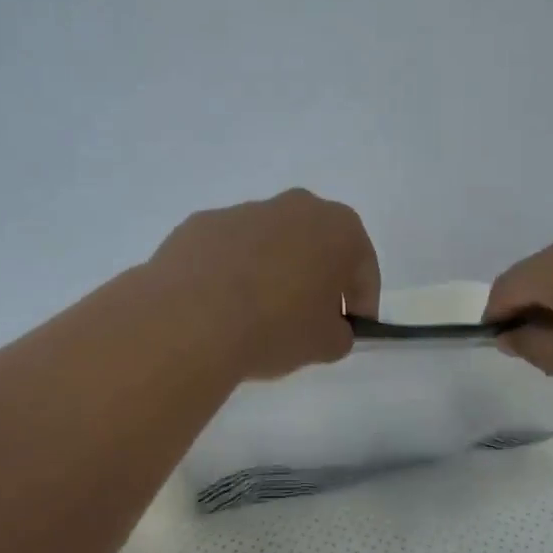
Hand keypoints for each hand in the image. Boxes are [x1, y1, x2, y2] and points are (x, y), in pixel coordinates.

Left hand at [149, 189, 380, 381]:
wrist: (190, 319)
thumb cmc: (275, 327)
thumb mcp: (325, 345)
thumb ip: (340, 332)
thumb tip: (330, 327)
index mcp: (338, 228)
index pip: (363, 267)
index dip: (361, 302)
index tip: (351, 328)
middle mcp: (294, 206)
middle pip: (316, 243)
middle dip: (316, 276)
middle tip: (307, 318)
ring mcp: (244, 210)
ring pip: (270, 243)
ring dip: (271, 271)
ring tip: (256, 315)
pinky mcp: (201, 223)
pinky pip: (229, 249)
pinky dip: (230, 271)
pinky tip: (219, 307)